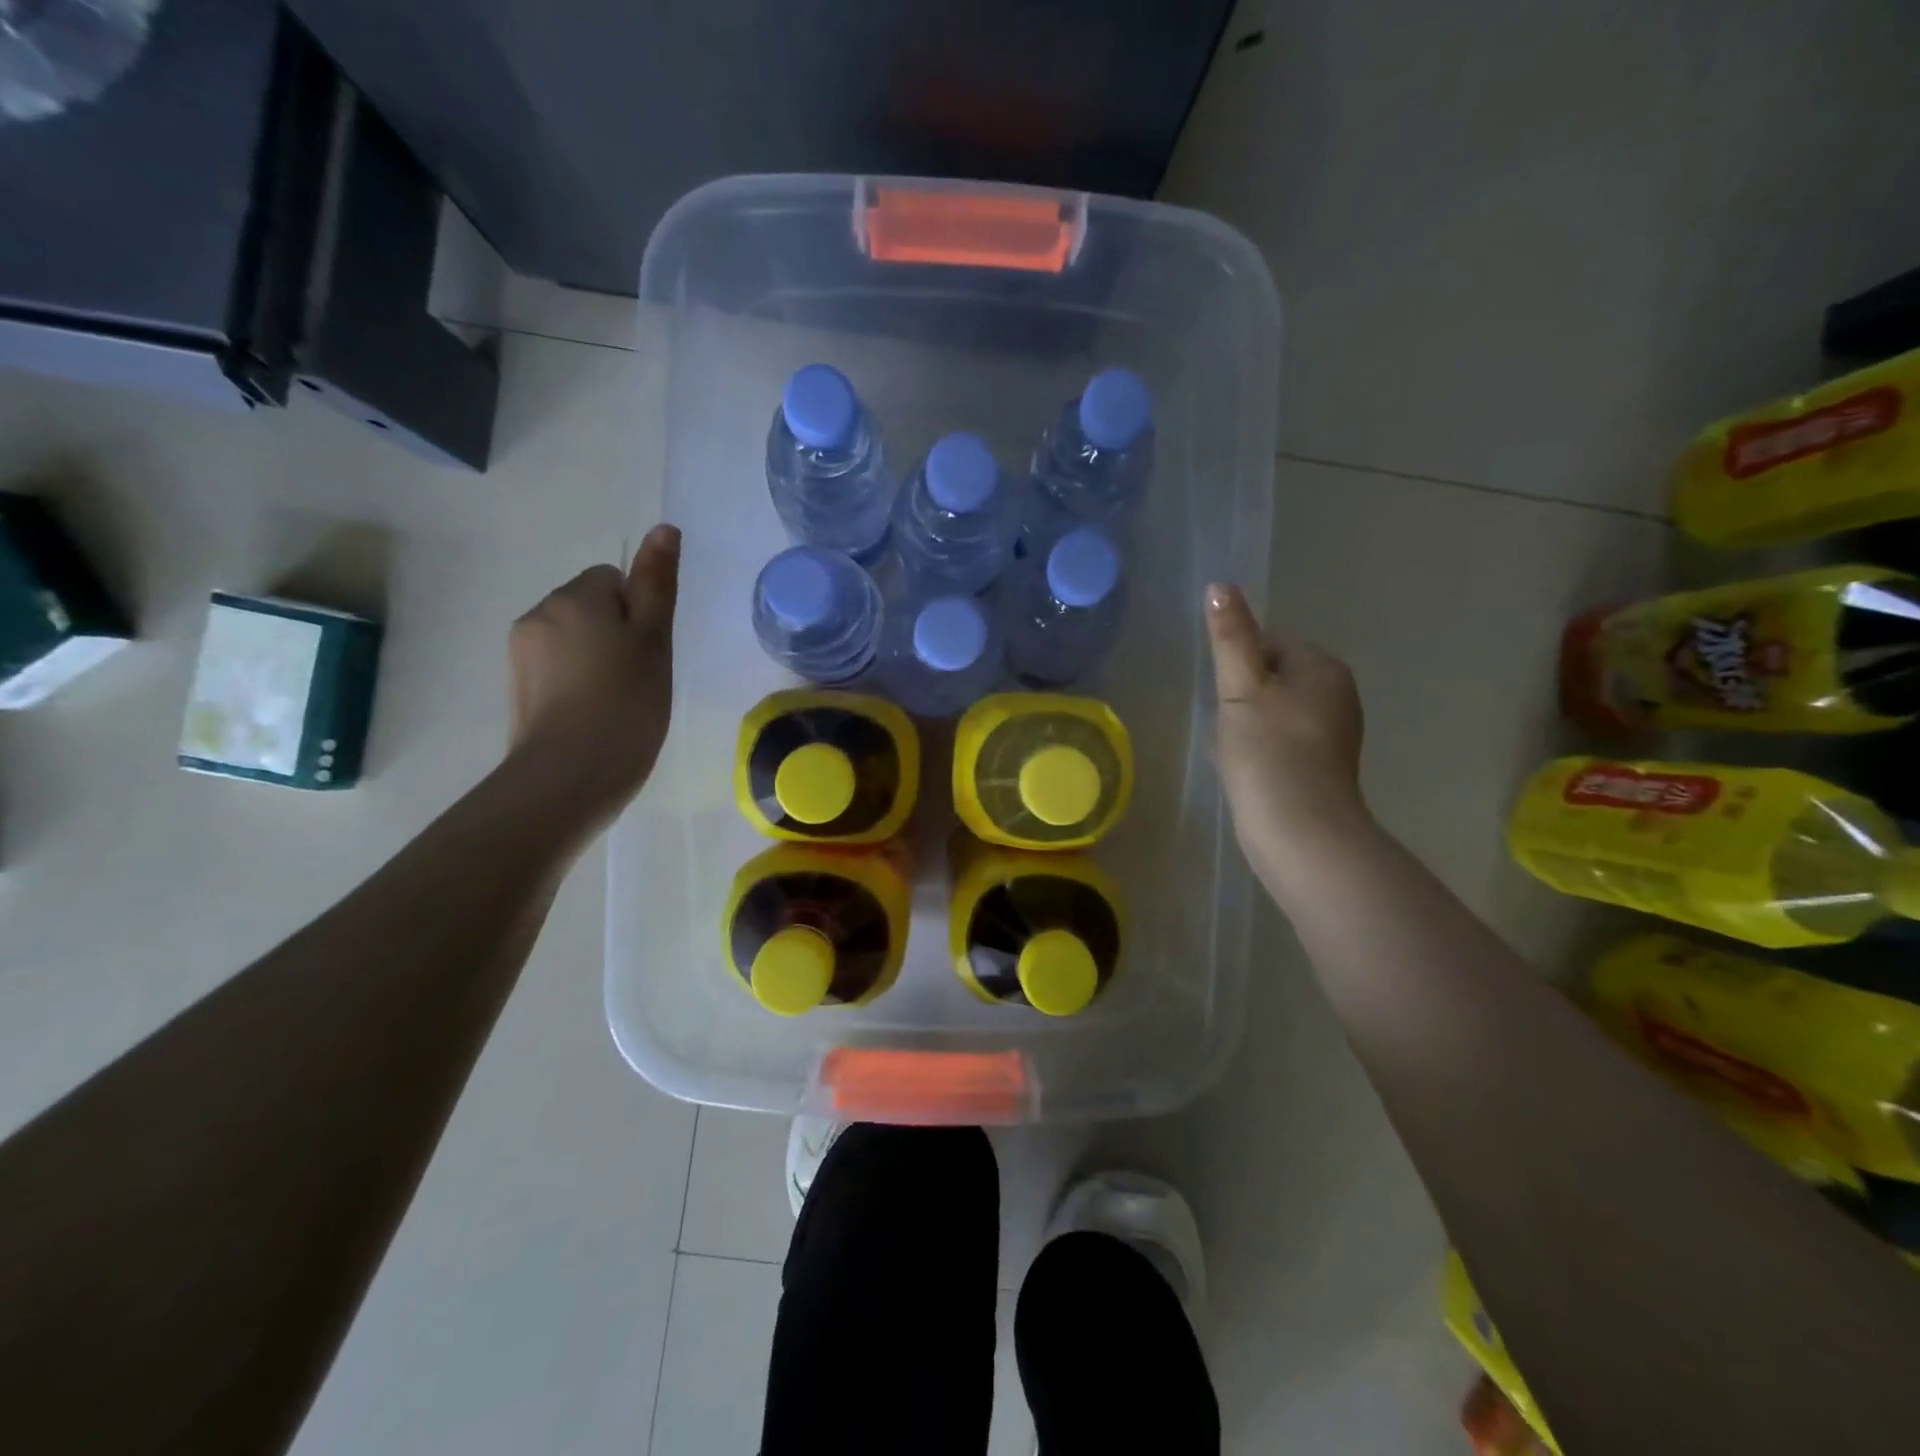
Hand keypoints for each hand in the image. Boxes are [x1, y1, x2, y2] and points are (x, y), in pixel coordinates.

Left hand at [506, 523, 679, 826]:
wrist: (570, 775)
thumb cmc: (625, 704)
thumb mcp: (654, 640)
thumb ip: (657, 584)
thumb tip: (663, 529)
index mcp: (575, 598)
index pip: (613, 579)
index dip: (638, 613)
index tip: (648, 653)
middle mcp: (540, 614)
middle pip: (589, 605)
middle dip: (615, 632)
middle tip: (638, 678)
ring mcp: (522, 652)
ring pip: (573, 637)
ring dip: (596, 657)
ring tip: (616, 701)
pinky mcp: (517, 687)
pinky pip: (556, 666)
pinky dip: (576, 681)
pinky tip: (592, 713)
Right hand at [1205, 582, 1371, 891]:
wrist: (1299, 830)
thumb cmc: (1268, 751)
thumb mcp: (1241, 689)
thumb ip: (1231, 637)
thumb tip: (1220, 585)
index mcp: (1323, 668)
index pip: (1269, 645)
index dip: (1236, 668)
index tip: (1224, 698)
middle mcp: (1337, 695)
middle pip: (1269, 680)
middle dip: (1240, 701)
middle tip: (1227, 728)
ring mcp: (1332, 734)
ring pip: (1271, 714)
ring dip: (1244, 728)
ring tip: (1233, 753)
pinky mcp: (1321, 767)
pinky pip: (1279, 743)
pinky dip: (1258, 752)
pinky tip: (1243, 772)